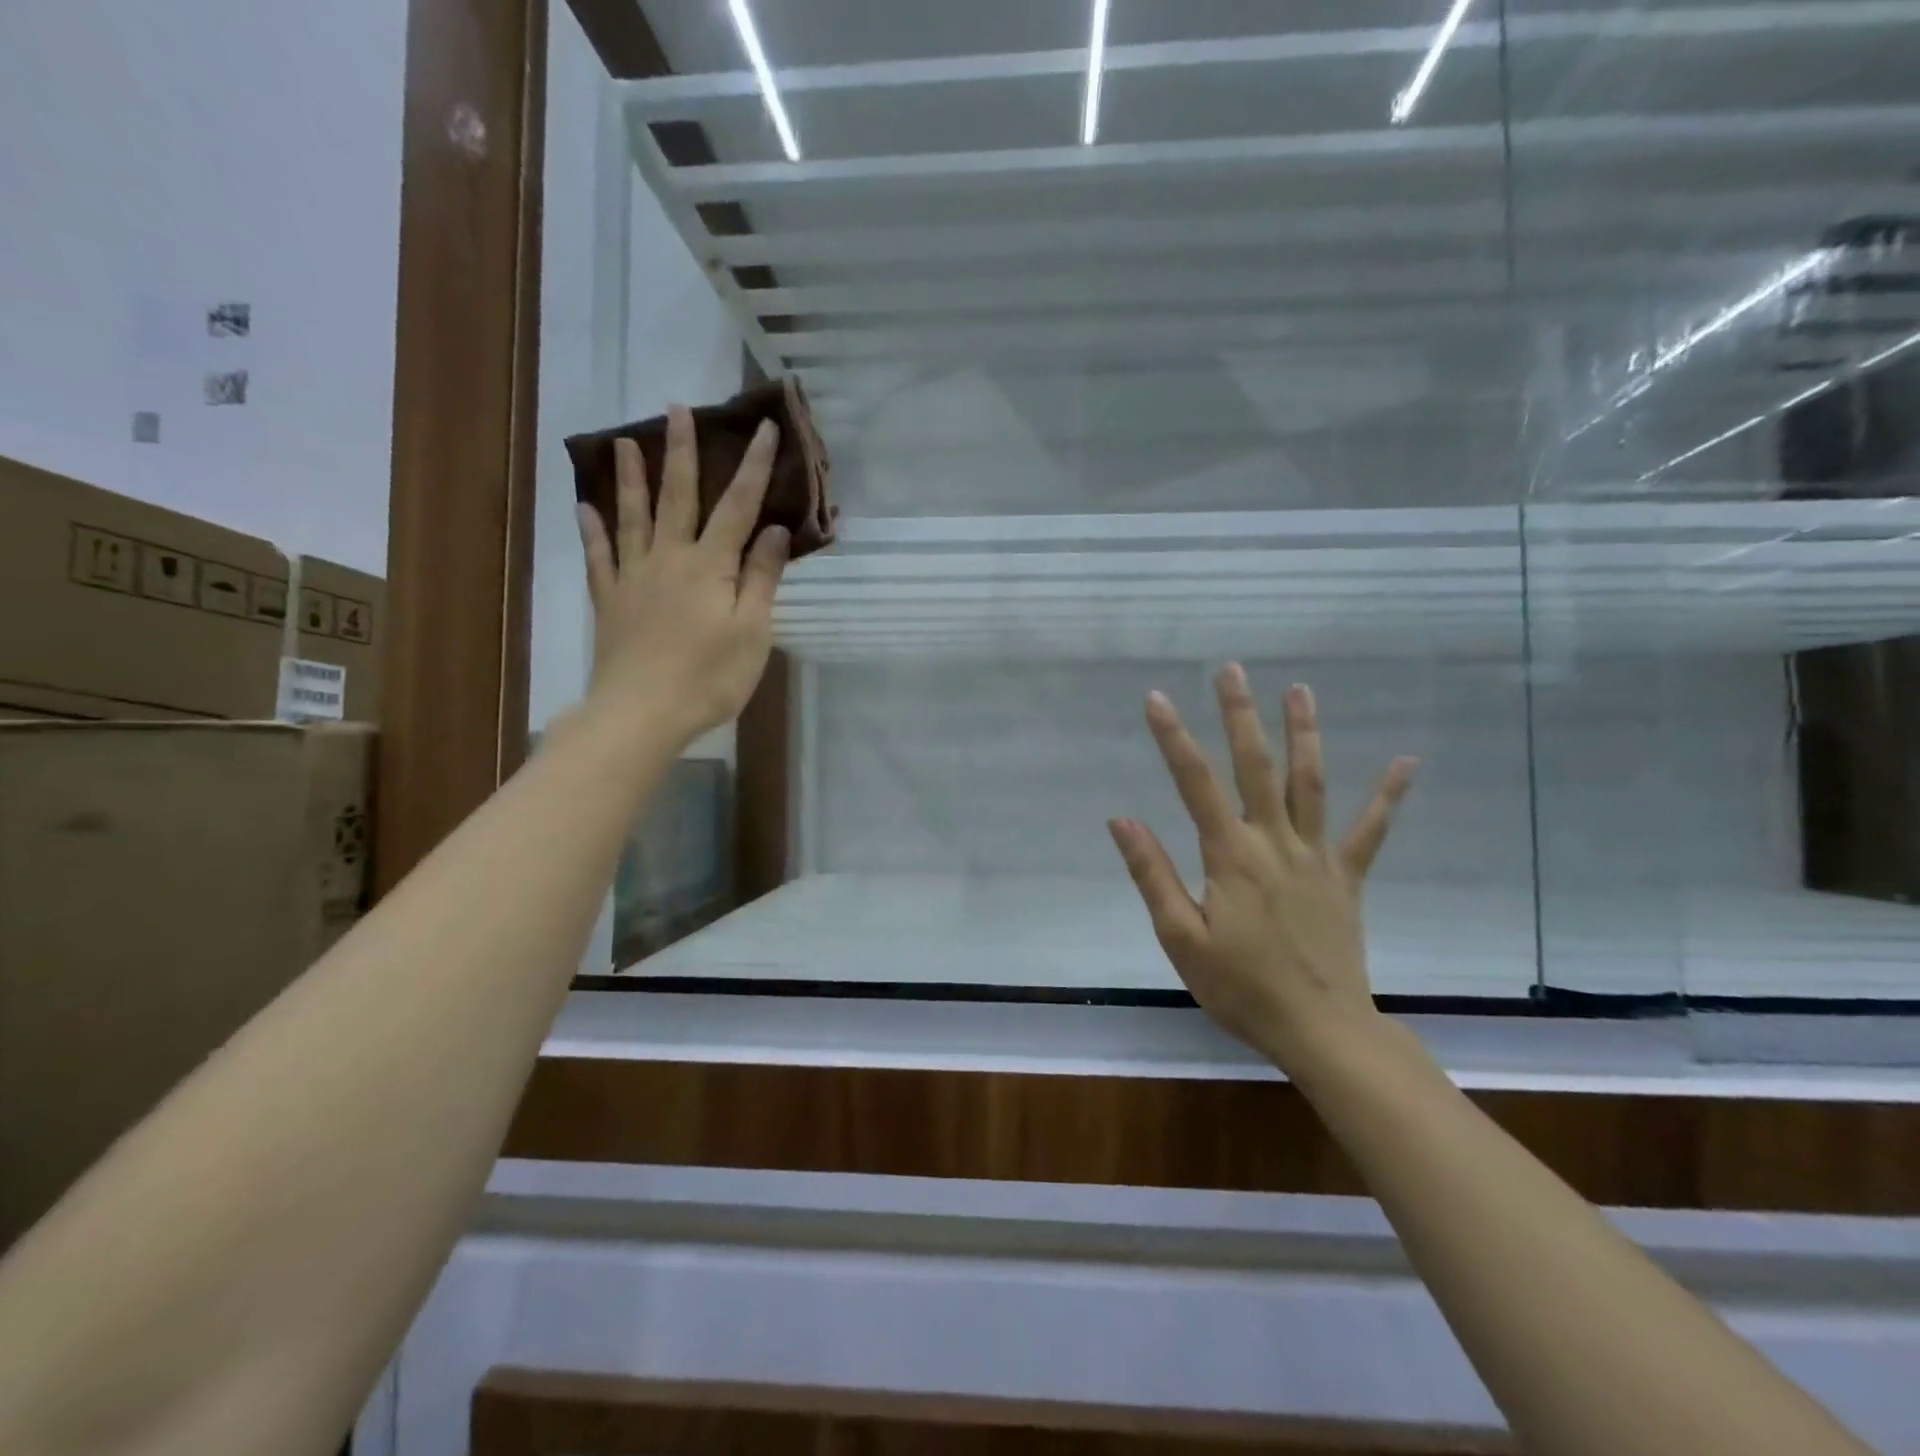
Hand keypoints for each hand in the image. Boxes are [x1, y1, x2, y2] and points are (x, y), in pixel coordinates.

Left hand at [576, 404, 789, 744]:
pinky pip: (598, 557)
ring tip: (626, 441)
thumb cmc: (709, 678)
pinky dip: (591, 530)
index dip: (752, 467)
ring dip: (632, 477)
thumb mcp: (752, 632)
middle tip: (676, 408)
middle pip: (678, 497)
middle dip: (682, 452)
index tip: (761, 427)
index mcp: (710, 566)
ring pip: (632, 517)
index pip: (737, 506)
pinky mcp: (609, 601)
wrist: (642, 713)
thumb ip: (762, 578)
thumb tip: (773, 529)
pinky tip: (585, 507)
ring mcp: (633, 578)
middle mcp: (669, 559)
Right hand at [1109, 666, 1416, 1073]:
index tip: (1157, 699)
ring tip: (1300, 689)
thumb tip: (1123, 819)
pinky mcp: (1346, 878)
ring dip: (1304, 733)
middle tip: (1231, 669)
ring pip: (1309, 783)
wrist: (1322, 1030)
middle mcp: (1275, 842)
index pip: (1196, 784)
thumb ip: (1154, 874)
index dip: (1174, 739)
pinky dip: (1387, 796)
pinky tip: (1407, 763)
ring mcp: (1317, 857)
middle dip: (1240, 714)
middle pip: (1256, 766)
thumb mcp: (1181, 938)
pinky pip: (1369, 831)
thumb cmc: (1241, 988)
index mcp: (1231, 856)